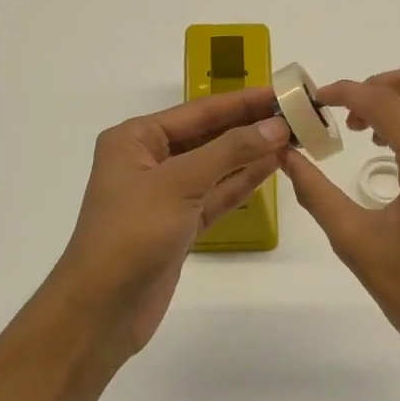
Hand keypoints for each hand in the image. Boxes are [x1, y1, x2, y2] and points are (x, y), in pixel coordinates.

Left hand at [48, 87, 289, 366]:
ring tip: (293, 138)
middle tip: (297, 115)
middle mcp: (148, 161)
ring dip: (251, 153)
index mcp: (135, 139)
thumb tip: (276, 125)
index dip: (242, 101)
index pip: (199, 111)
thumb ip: (230, 151)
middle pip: (208, 136)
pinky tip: (271, 168)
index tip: (283, 91)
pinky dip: (242, 183)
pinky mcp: (179, 225)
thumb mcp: (180, 183)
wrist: (102, 309)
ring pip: (215, 166)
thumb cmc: (132, 234)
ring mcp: (165, 195)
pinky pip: (216, 195)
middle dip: (250, 126)